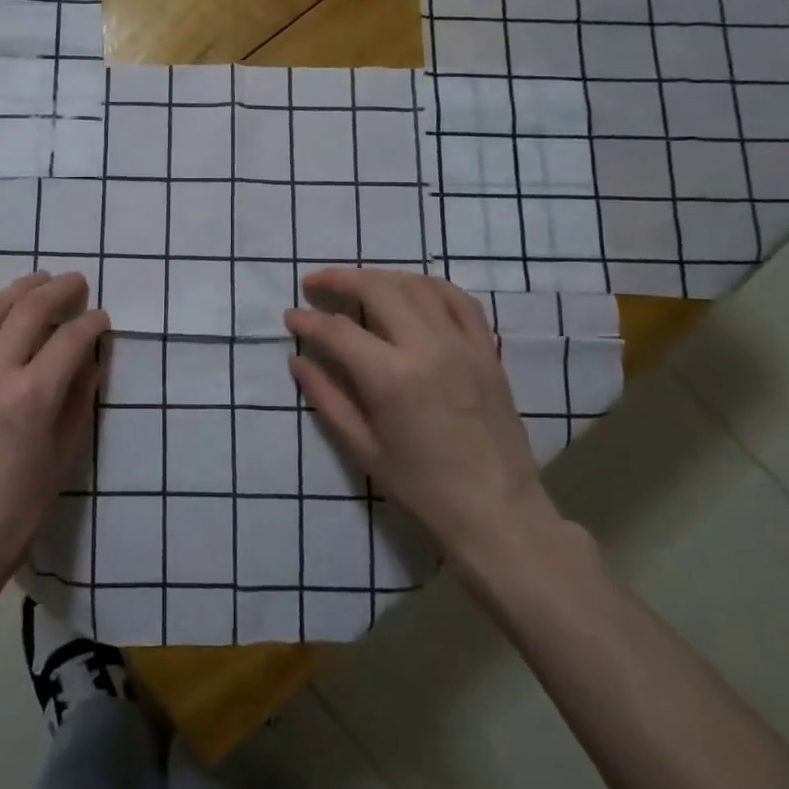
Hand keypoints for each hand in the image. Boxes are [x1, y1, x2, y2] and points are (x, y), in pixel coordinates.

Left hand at [0, 272, 109, 600]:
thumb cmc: (12, 515)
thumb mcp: (61, 461)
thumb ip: (78, 403)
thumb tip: (91, 362)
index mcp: (31, 396)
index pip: (69, 340)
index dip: (91, 323)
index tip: (102, 317)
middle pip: (28, 311)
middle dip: (58, 290)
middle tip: (76, 281)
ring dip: (17, 291)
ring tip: (37, 280)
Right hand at [284, 268, 558, 578]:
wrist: (497, 512)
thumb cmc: (423, 489)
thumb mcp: (363, 449)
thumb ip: (327, 398)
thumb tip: (297, 360)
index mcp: (391, 378)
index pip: (338, 331)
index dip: (308, 320)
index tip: (290, 317)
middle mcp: (427, 348)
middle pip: (377, 289)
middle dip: (339, 280)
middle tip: (315, 285)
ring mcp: (462, 344)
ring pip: (416, 285)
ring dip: (380, 277)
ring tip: (356, 285)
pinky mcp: (487, 350)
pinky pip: (459, 300)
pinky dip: (428, 285)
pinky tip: (410, 290)